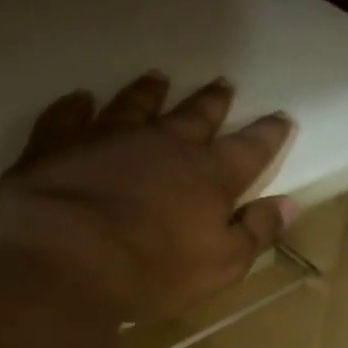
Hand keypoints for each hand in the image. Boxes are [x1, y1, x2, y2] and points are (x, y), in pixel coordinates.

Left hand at [0, 73, 296, 321]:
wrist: (65, 259)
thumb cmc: (154, 269)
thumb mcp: (222, 264)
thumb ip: (256, 231)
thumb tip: (289, 204)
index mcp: (208, 175)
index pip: (249, 149)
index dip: (268, 134)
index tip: (281, 117)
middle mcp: (163, 145)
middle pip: (195, 116)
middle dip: (213, 101)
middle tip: (223, 84)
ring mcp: (108, 138)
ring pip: (135, 105)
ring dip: (148, 92)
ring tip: (158, 77)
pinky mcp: (58, 145)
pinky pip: (68, 117)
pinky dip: (75, 106)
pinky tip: (80, 99)